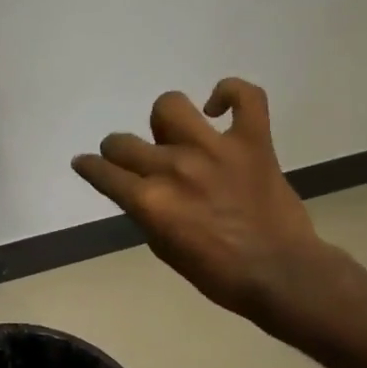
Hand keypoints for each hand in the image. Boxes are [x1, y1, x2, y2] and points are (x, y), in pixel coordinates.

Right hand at [73, 79, 341, 324]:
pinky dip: (230, 93)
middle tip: (133, 161)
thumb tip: (140, 189)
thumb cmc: (217, 273)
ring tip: (175, 137)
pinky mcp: (253, 141)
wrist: (281, 274)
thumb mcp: (163, 247)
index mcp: (149, 200)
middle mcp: (174, 167)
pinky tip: (218, 108)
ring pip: (169, 107)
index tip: (85, 164)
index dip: (89, 167)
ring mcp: (215, 149)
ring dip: (164, 123)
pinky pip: (246, 97)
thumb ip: (146, 212)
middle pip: (123, 142)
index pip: (102, 172)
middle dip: (118, 152)